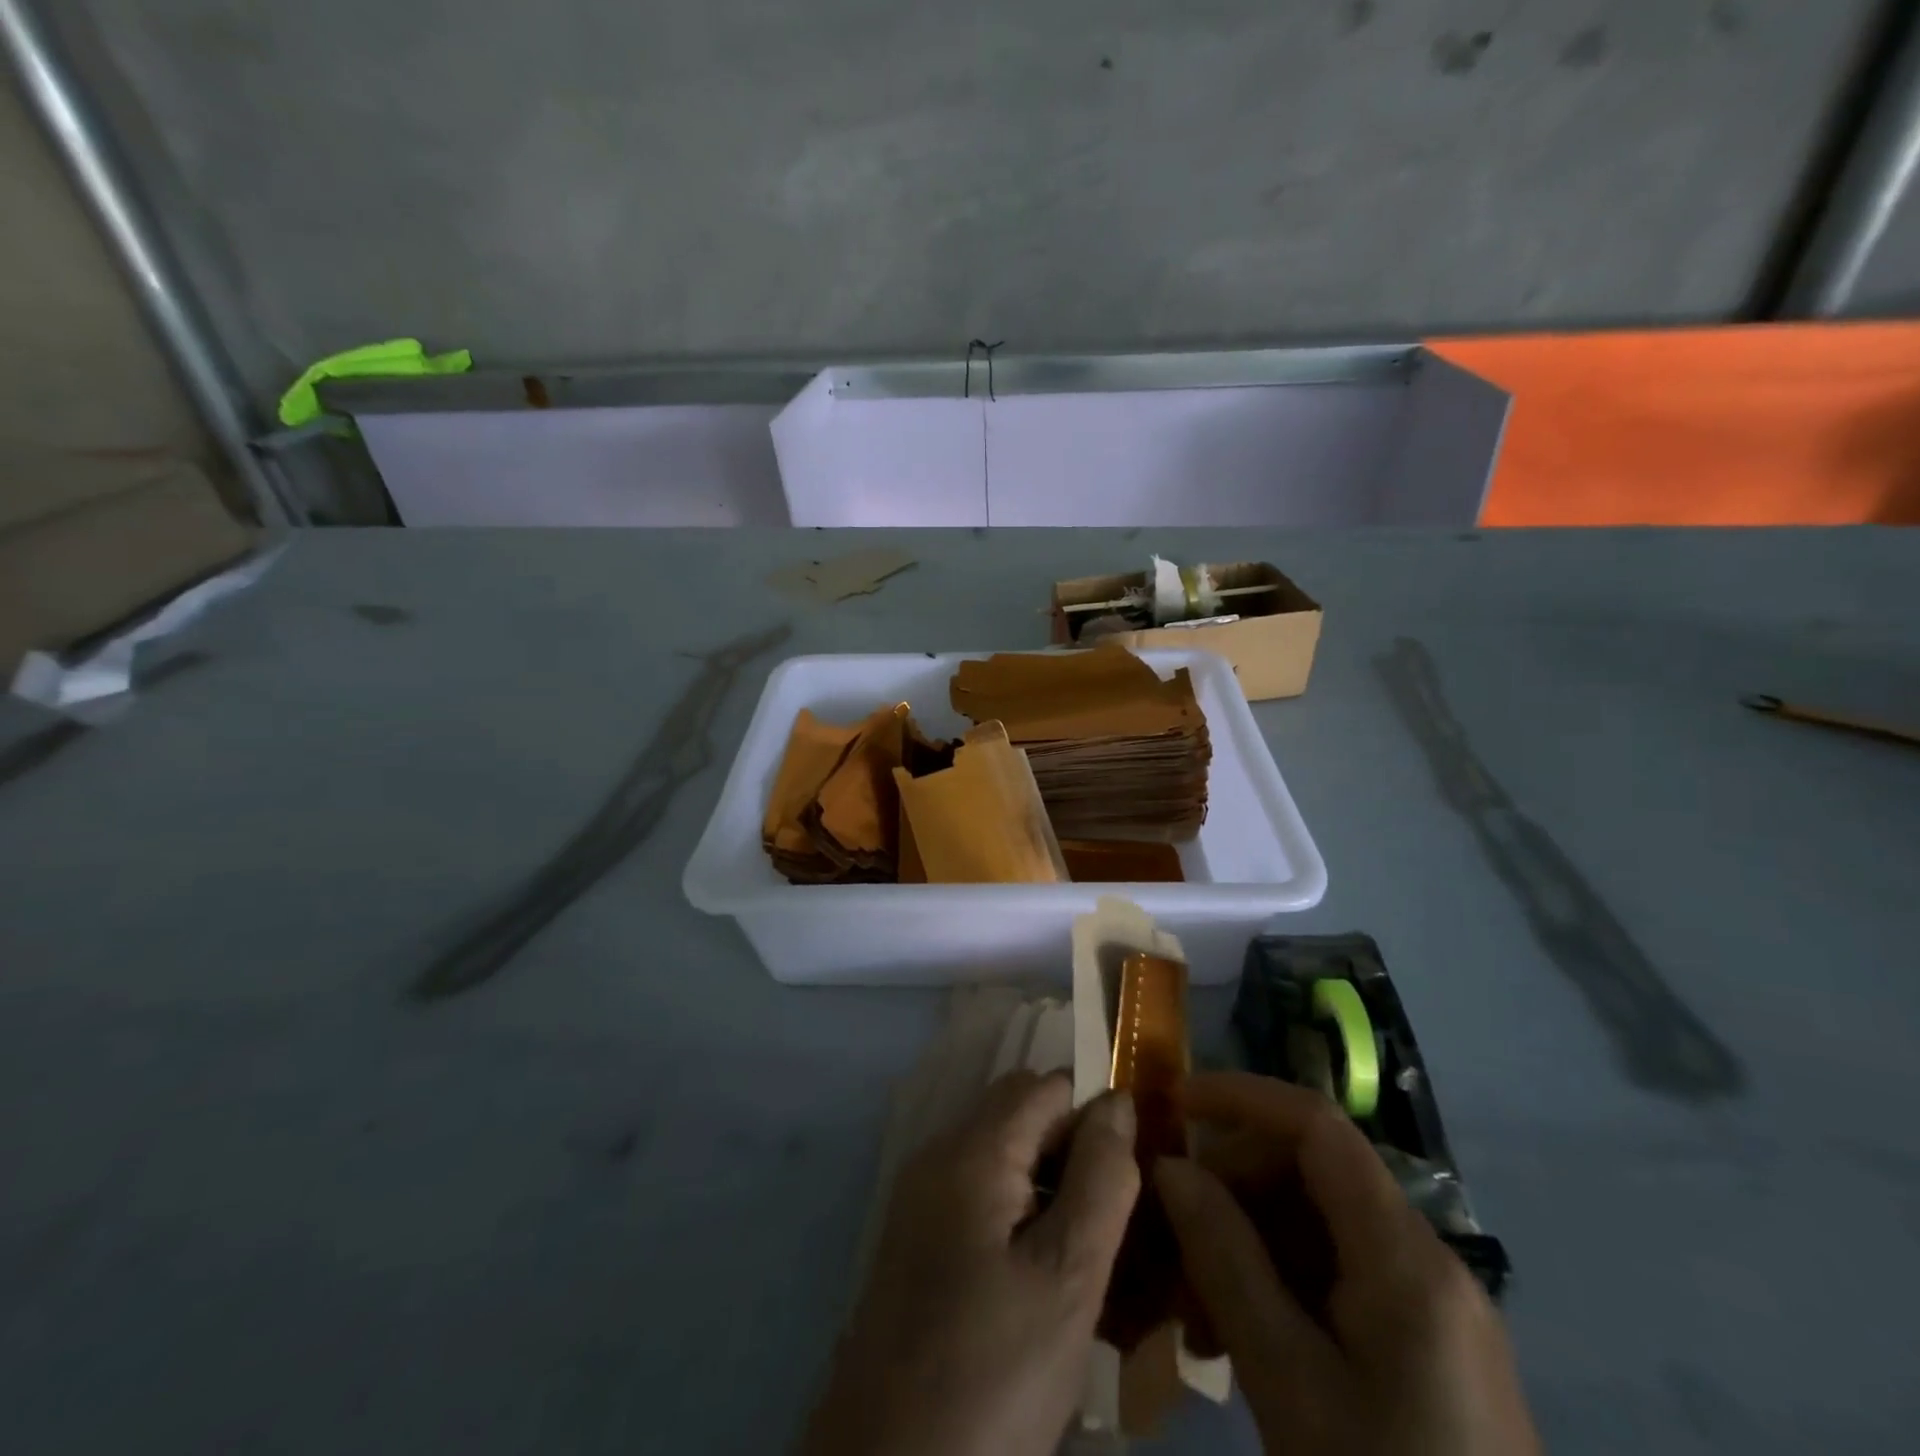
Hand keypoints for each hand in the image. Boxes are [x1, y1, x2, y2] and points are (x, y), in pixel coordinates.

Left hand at [802, 1072, 1140, 1455]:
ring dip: (1048, 1183)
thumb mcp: (1067, 1278)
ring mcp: (921, 1196)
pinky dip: (1018, 1212)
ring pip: (1001, 1154)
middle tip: (1109, 1223)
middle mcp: (938, 1154)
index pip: (1046, 1086)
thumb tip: (1117, 1100)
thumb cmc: (991, 1371)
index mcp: (972, 1149)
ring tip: (1084, 1254)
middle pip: (1020, 1113)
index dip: (1094, 1116)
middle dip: (1071, 1148)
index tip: (1127, 1177)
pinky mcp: (916, 1238)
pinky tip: (1040, 1276)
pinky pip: (978, 1193)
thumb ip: (1100, 1179)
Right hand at [1156, 1072, 1539, 1455]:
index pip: (1317, 1125)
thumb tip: (1170, 1167)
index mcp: (1406, 1257)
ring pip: (1318, 1224)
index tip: (1172, 1105)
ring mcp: (1430, 1306)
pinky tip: (1237, 1334)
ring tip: (1194, 1305)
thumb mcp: (1289, 1383)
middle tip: (1173, 1234)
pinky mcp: (1424, 1347)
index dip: (1241, 1096)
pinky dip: (1279, 1284)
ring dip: (1247, 1241)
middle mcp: (1426, 1261)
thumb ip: (1226, 1260)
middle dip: (1234, 1184)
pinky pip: (1337, 1276)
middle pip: (1313, 1172)